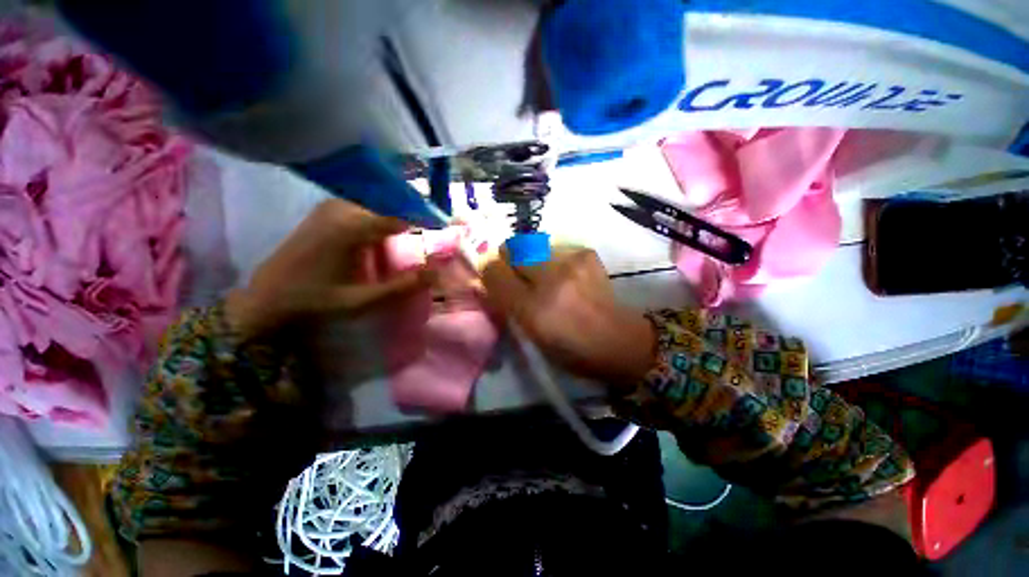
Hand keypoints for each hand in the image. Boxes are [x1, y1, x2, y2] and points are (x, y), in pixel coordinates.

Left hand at [226, 199, 432, 338]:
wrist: (267, 297)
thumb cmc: (315, 301)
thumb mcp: (364, 299)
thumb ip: (403, 285)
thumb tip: (437, 273)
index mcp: (351, 226)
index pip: (403, 217)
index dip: (426, 227)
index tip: (440, 240)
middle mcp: (343, 208)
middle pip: (392, 211)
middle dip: (412, 228)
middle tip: (422, 249)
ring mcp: (332, 207)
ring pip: (379, 210)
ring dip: (396, 227)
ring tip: (403, 249)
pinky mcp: (327, 211)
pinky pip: (365, 211)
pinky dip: (380, 224)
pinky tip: (380, 244)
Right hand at [482, 248, 655, 387]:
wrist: (617, 341)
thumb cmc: (570, 349)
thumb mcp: (532, 335)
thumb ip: (507, 305)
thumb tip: (487, 281)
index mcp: (532, 309)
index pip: (494, 273)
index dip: (489, 271)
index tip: (494, 277)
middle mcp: (549, 281)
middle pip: (512, 250)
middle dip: (509, 259)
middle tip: (518, 273)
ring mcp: (570, 264)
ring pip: (533, 246)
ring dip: (531, 260)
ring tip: (545, 277)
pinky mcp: (586, 255)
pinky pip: (556, 249)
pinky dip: (554, 260)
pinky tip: (567, 276)